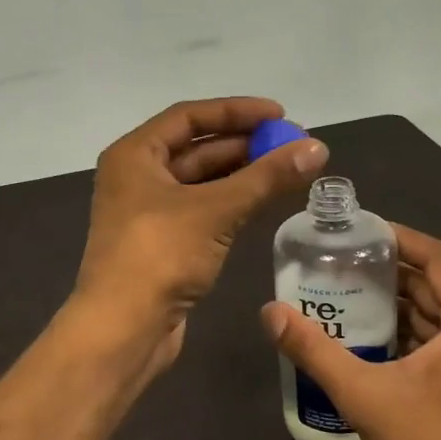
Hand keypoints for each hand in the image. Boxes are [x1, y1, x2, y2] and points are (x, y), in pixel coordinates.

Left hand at [76, 98, 328, 365]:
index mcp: (134, 155)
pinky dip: (231, 204)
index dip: (236, 111)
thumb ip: (266, 177)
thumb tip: (317, 148)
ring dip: (242, 176)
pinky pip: (202, 211)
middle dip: (245, 145)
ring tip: (289, 171)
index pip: (189, 116)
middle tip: (293, 146)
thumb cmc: (160, 255)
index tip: (280, 115)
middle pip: (196, 149)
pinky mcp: (163, 245)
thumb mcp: (216, 210)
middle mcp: (136, 177)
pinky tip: (264, 202)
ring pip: (201, 183)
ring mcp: (148, 213)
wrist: (123, 328)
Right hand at [260, 225, 440, 439]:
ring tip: (344, 289)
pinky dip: (403, 327)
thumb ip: (314, 350)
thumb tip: (270, 312)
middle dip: (388, 268)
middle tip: (340, 260)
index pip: (437, 257)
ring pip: (434, 311)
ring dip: (394, 299)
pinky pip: (436, 337)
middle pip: (434, 281)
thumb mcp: (362, 393)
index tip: (358, 230)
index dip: (399, 237)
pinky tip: (364, 333)